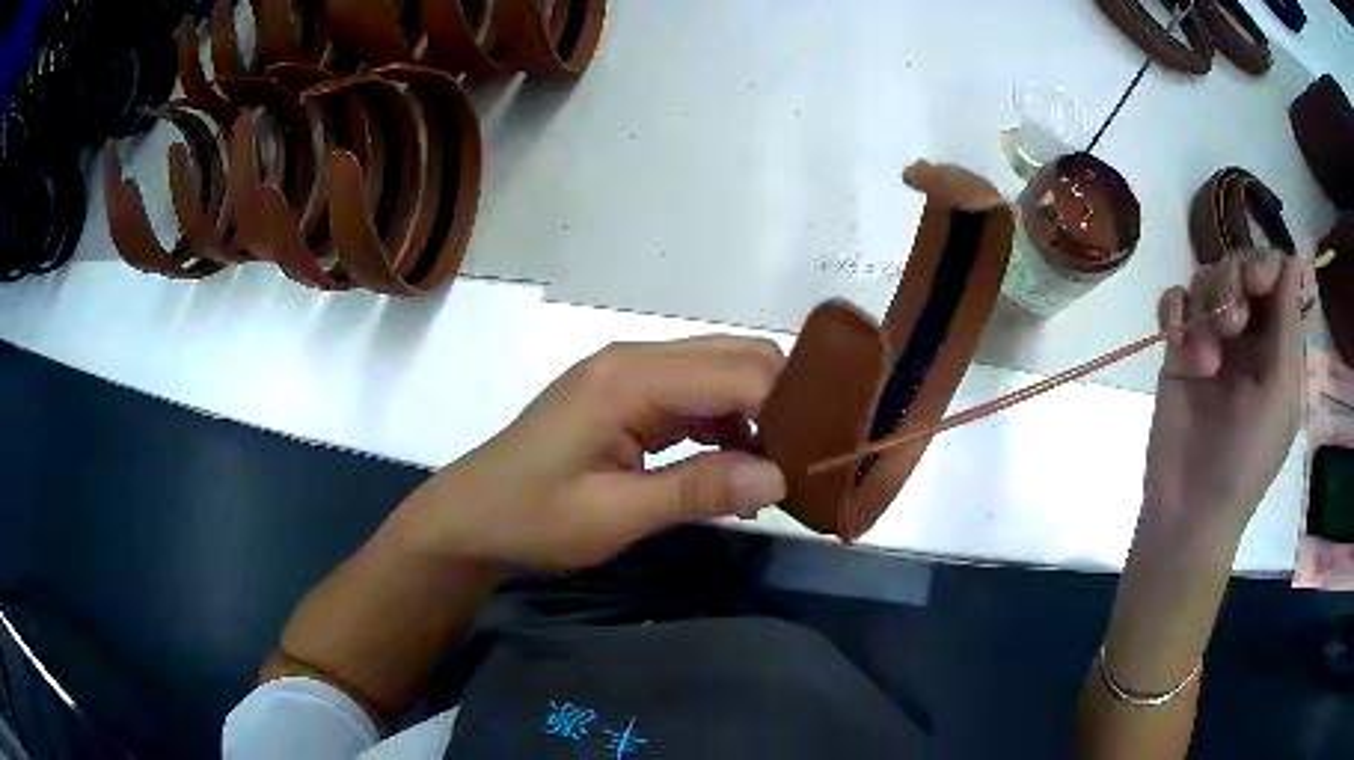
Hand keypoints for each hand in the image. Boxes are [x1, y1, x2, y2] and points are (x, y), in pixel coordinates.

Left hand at [398, 337, 788, 568]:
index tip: (827, 454)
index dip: (791, 408)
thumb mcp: (614, 515)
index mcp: (630, 379)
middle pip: (736, 358)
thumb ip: (697, 490)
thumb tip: (782, 477)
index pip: (739, 373)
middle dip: (783, 402)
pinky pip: (695, 396)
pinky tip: (736, 465)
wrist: (470, 518)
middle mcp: (635, 361)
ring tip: (784, 467)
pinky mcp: (626, 397)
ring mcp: (629, 375)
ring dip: (758, 414)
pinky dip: (726, 424)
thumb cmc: (531, 519)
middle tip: (813, 459)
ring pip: (720, 374)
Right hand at [1144, 253, 1302, 546]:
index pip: (1273, 277)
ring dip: (1205, 306)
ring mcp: (1210, 341)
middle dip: (1232, 283)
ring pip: (1205, 279)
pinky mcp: (1177, 352)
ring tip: (1205, 360)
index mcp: (1276, 345)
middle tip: (1231, 325)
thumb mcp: (1279, 394)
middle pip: (1238, 267)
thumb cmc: (1247, 459)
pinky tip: (1176, 340)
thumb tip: (1293, 261)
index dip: (1263, 266)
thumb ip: (1286, 325)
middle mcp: (1246, 335)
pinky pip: (1173, 302)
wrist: (1191, 509)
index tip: (1254, 285)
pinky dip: (1173, 310)